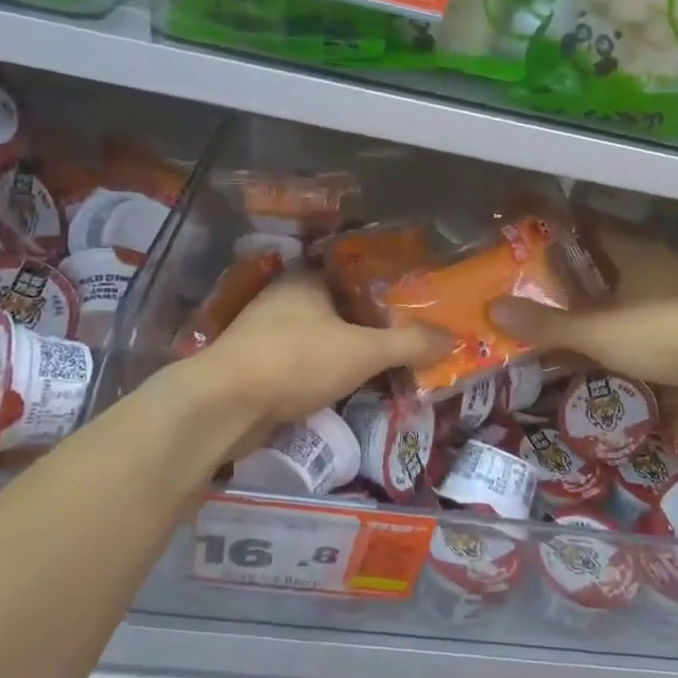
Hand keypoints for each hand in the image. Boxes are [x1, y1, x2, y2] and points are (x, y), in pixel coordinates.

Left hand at [187, 273, 448, 448]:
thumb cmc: (297, 360)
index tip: (413, 301)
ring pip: (320, 336)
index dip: (385, 286)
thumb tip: (452, 338)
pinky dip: (325, 372)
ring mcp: (265, 333)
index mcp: (306, 278)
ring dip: (346, 350)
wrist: (224, 406)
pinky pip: (303, 363)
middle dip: (369, 322)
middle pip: (338, 306)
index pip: (354, 271)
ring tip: (386, 363)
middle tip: (408, 336)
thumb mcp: (363, 351)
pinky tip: (348, 386)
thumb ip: (409, 344)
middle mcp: (283, 298)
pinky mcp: (256, 366)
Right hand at [490, 227, 677, 390]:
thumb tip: (494, 309)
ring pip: (637, 275)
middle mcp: (659, 258)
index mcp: (634, 250)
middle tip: (551, 273)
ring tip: (583, 302)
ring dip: (612, 285)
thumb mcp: (597, 333)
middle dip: (584, 259)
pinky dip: (634, 308)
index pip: (591, 223)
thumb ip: (548, 324)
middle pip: (614, 249)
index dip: (563, 224)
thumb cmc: (662, 334)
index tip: (536, 230)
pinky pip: (655, 300)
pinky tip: (624, 328)